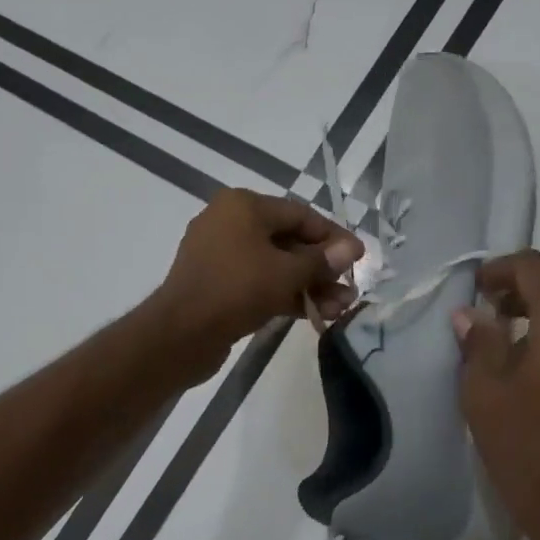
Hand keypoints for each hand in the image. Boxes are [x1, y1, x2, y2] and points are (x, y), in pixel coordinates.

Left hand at [151, 189, 362, 381]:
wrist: (181, 334)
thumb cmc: (236, 290)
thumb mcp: (286, 273)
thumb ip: (321, 261)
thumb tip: (351, 248)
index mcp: (243, 206)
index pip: (300, 214)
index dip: (333, 236)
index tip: (359, 258)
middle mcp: (229, 222)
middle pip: (288, 241)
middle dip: (322, 268)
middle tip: (350, 290)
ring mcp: (220, 255)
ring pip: (274, 265)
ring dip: (308, 285)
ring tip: (340, 309)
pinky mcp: (217, 284)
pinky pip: (258, 282)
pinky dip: (285, 294)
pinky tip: (315, 314)